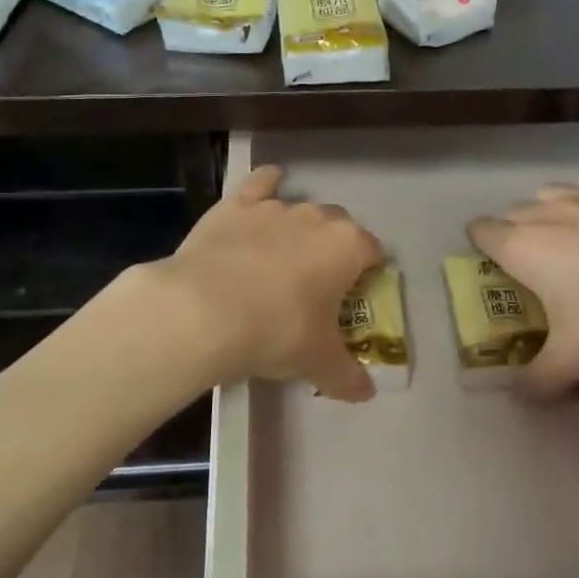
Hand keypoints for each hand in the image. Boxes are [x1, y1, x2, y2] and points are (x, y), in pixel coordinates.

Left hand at [155, 164, 383, 400]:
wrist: (205, 309)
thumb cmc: (276, 332)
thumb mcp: (318, 362)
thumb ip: (347, 376)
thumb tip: (367, 394)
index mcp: (348, 247)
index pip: (373, 252)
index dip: (367, 274)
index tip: (354, 296)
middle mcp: (317, 218)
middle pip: (339, 226)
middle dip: (334, 249)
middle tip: (317, 284)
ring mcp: (275, 207)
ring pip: (300, 208)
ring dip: (299, 228)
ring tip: (282, 259)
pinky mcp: (237, 204)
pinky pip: (261, 183)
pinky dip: (267, 183)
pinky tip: (268, 184)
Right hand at [467, 165, 578, 396]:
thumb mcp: (577, 360)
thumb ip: (538, 379)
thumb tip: (518, 397)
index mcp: (523, 246)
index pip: (480, 230)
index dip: (481, 247)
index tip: (497, 270)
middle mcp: (548, 210)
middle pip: (514, 212)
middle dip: (518, 234)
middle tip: (541, 269)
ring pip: (555, 192)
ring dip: (555, 212)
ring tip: (577, 241)